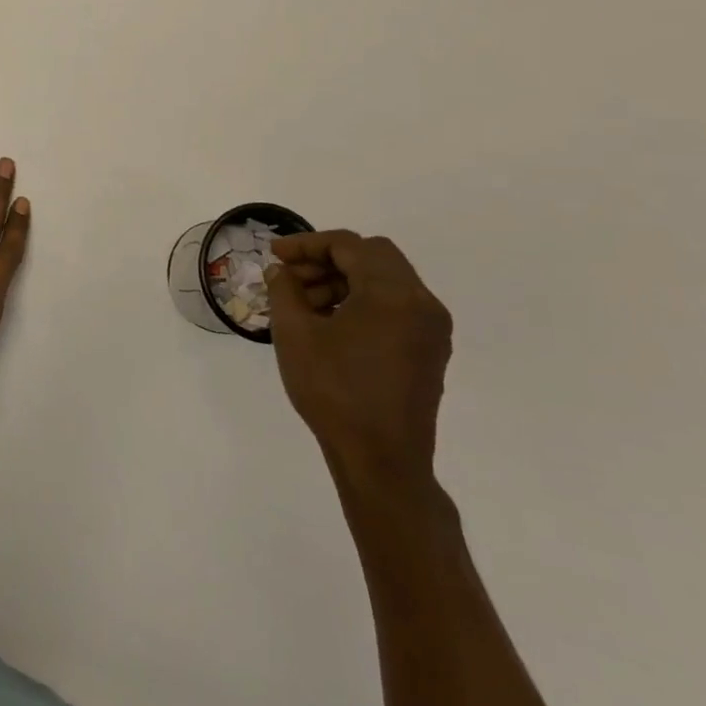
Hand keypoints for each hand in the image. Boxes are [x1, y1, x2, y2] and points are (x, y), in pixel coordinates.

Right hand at [266, 231, 451, 485]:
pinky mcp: (430, 351)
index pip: (348, 245)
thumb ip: (284, 290)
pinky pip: (395, 306)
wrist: (381, 461)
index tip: (274, 255)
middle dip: (327, 259)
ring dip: (343, 280)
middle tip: (291, 278)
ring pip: (384, 280)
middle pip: (372, 256)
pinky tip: (331, 324)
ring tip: (305, 305)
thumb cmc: (334, 391)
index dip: (306, 244)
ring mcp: (431, 328)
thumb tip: (281, 271)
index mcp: (392, 293)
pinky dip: (363, 301)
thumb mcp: (295, 334)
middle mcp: (421, 302)